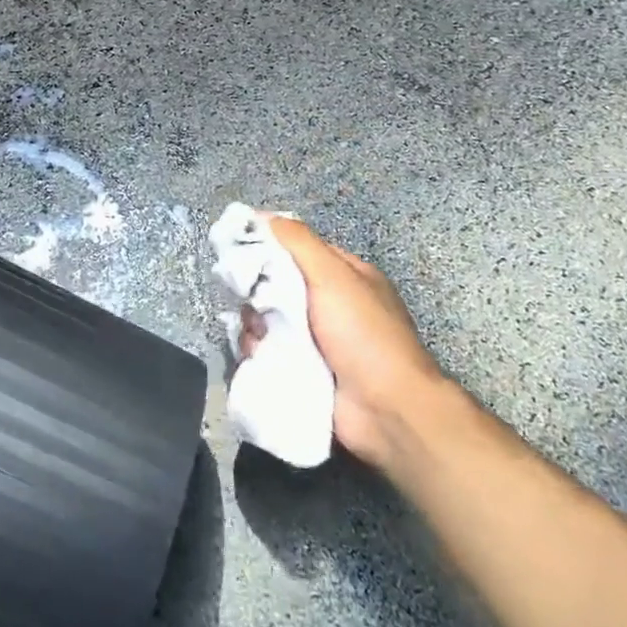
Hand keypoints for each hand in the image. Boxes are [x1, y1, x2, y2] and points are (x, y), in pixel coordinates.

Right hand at [238, 216, 440, 469]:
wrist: (385, 411)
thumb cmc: (363, 334)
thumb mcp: (333, 275)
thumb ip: (298, 241)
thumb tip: (261, 215)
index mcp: (346, 276)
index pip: (298, 250)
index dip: (269, 248)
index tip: (240, 252)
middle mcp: (330, 305)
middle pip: (277, 285)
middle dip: (259, 292)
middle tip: (252, 300)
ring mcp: (316, 340)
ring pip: (267, 319)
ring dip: (256, 324)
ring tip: (260, 334)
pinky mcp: (302, 370)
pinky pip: (268, 350)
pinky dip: (259, 350)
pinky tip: (259, 354)